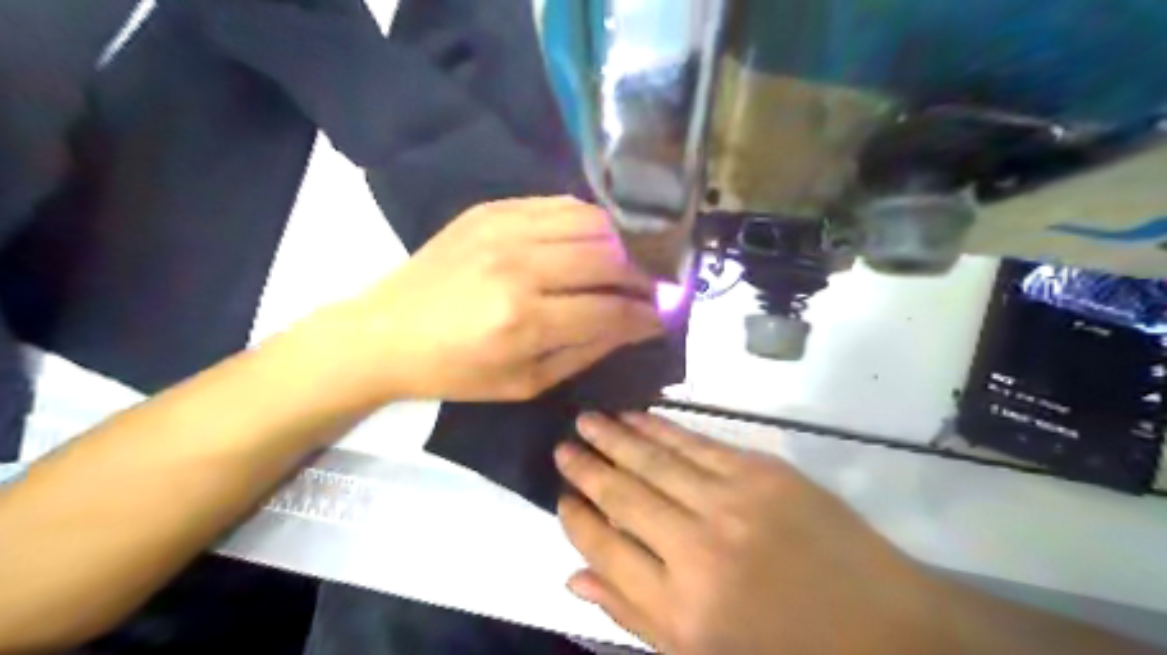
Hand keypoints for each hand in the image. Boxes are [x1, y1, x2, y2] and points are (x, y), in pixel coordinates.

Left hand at [301, 198, 664, 407]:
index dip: (647, 313)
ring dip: (623, 242)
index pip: (611, 309)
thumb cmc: (456, 371)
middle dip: (644, 274)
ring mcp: (504, 229)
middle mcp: (520, 266)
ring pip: (591, 221)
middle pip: (608, 257)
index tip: (665, 315)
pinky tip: (595, 239)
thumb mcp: (526, 383)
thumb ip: (587, 351)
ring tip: (632, 261)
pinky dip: (589, 220)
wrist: (386, 332)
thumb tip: (637, 325)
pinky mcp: (492, 209)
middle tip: (656, 287)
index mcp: (525, 321)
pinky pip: (561, 203)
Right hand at [553, 414, 947, 653]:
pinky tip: (635, 417)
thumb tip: (573, 578)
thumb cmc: (783, 650)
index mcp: (680, 606)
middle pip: (623, 495)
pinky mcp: (761, 472)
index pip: (604, 546)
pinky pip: (695, 444)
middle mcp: (697, 548)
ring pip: (654, 460)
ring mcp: (731, 502)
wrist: (881, 625)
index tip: (560, 494)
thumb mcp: (701, 654)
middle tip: (562, 444)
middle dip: (586, 467)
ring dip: (615, 436)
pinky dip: (660, 428)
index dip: (575, 518)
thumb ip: (632, 613)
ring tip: (586, 419)